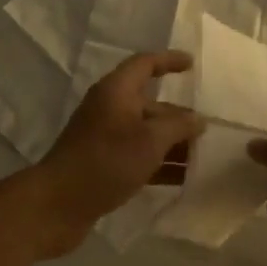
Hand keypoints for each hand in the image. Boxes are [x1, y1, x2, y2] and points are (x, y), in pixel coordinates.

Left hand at [33, 51, 204, 254]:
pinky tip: (182, 180)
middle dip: (178, 116)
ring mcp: (104, 138)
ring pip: (145, 133)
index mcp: (116, 91)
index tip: (192, 64)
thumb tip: (197, 120)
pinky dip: (159, 164)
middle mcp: (109, 109)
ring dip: (172, 143)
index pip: (144, 64)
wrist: (58, 204)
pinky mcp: (103, 164)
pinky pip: (137, 156)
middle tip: (208, 131)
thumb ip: (178, 126)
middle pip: (149, 104)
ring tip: (202, 158)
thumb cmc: (106, 161)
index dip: (168, 61)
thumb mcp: (150, 140)